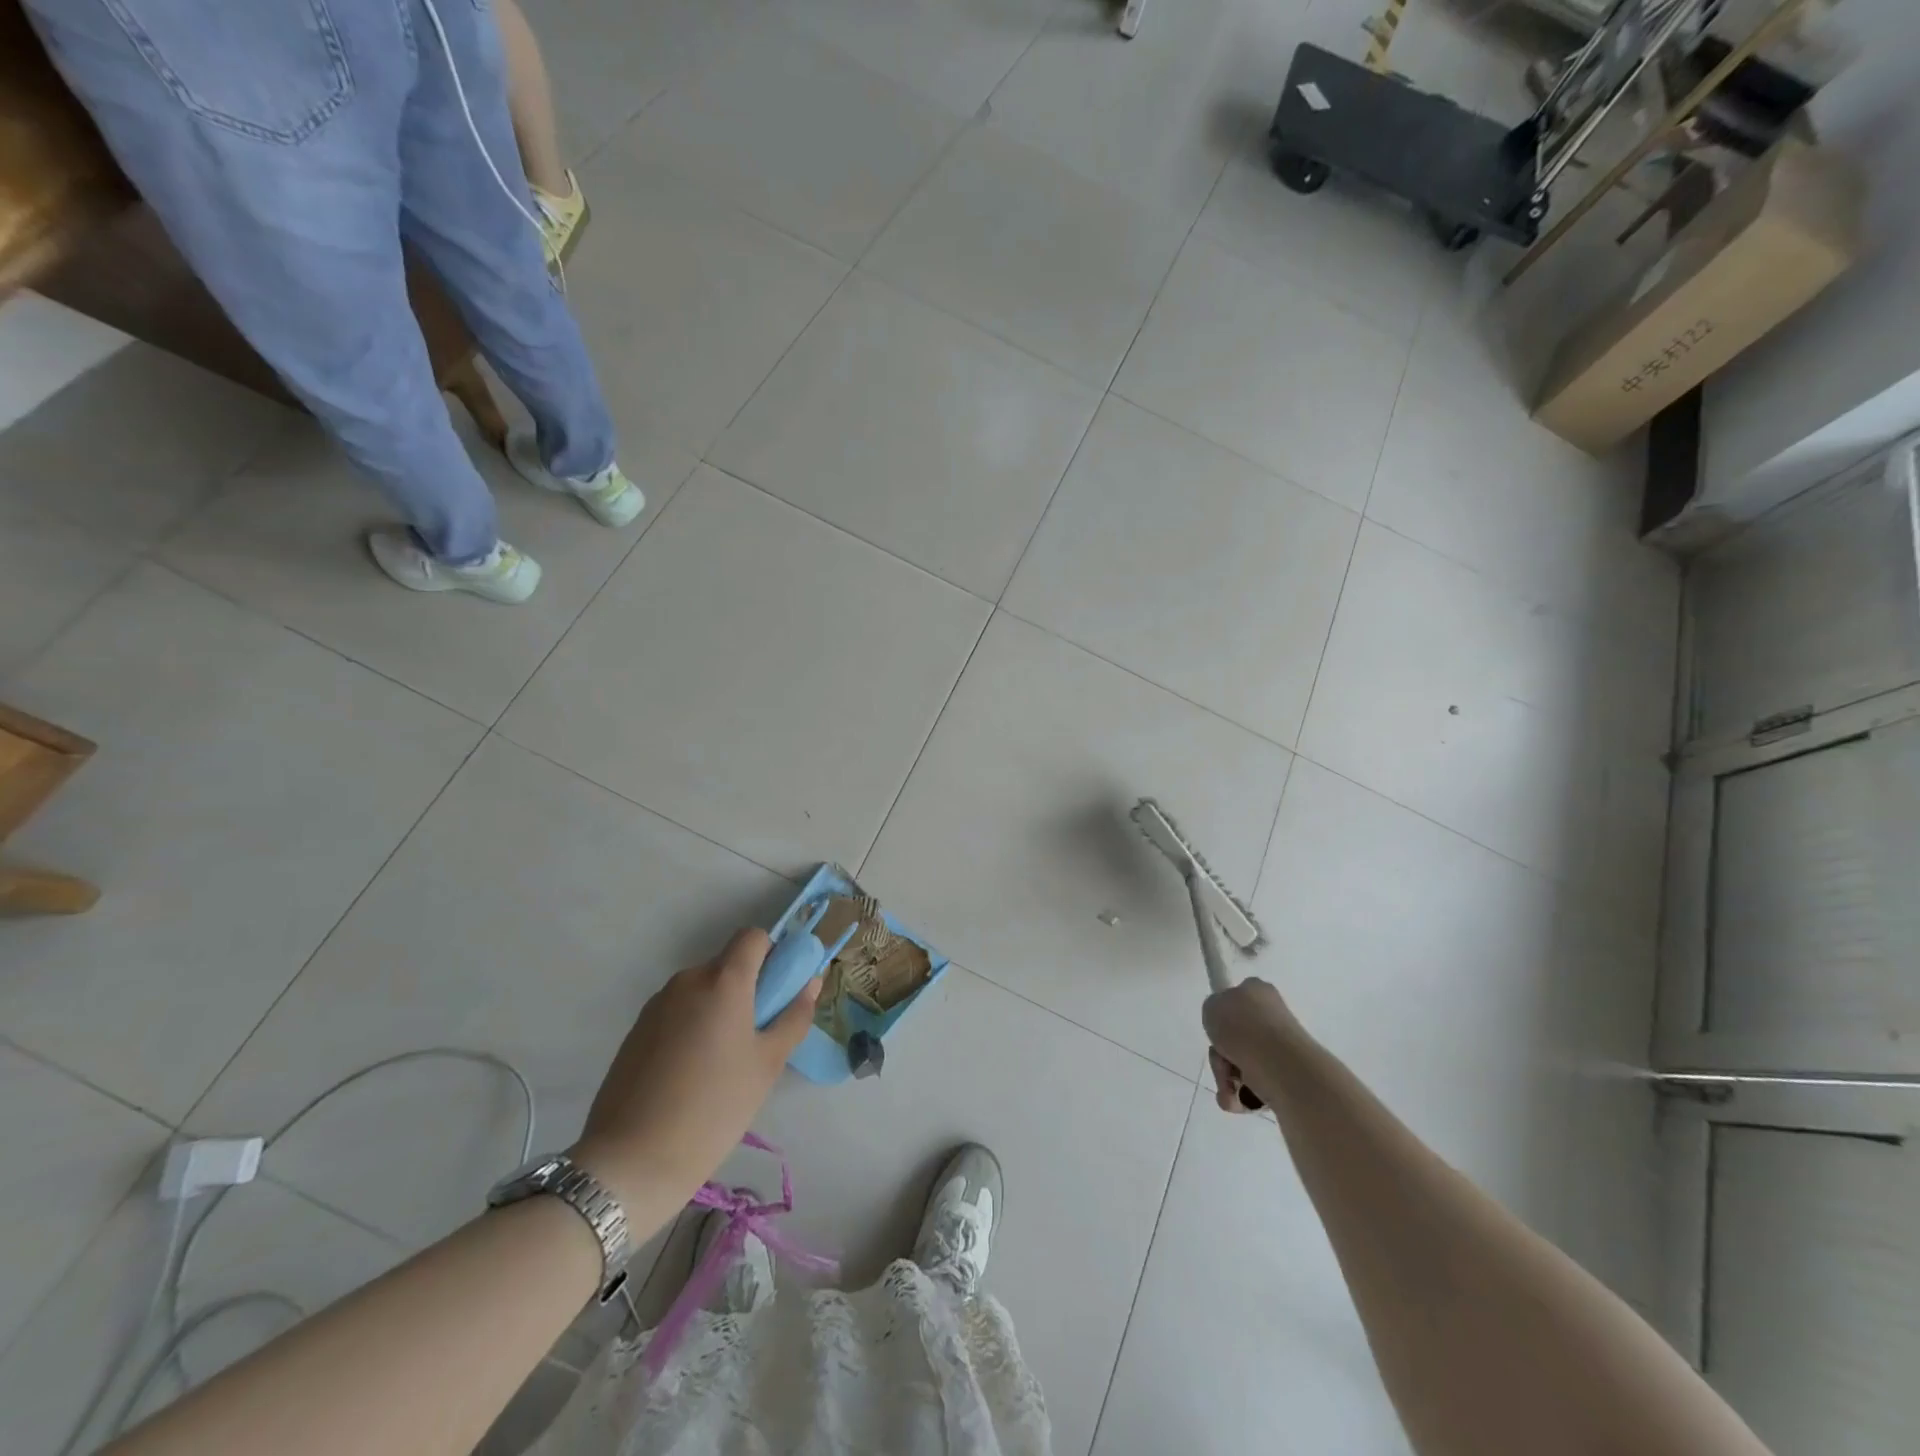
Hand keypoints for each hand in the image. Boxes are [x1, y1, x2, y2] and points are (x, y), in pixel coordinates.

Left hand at [570, 928, 818, 1216]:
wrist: (631, 1161)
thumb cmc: (714, 1107)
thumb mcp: (767, 1064)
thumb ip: (794, 1016)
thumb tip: (811, 982)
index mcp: (724, 980)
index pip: (753, 936)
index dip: (772, 953)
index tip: (779, 990)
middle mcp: (688, 980)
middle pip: (727, 964)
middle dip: (747, 987)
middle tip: (757, 1035)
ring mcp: (656, 1004)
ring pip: (701, 989)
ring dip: (718, 1007)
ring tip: (722, 1062)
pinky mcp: (636, 1030)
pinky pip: (676, 1011)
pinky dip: (692, 1025)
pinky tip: (690, 1073)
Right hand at [1202, 977, 1302, 1113]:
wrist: (1279, 1064)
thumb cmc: (1241, 1028)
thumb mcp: (1211, 1006)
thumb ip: (1214, 1010)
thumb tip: (1226, 1026)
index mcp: (1259, 992)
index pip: (1237, 999)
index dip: (1223, 1017)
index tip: (1218, 1031)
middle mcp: (1274, 1017)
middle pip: (1236, 1038)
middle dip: (1221, 1055)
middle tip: (1220, 1060)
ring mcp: (1284, 1049)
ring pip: (1242, 1065)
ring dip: (1227, 1079)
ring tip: (1228, 1086)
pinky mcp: (1289, 1077)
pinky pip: (1256, 1087)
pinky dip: (1242, 1096)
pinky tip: (1237, 1098)